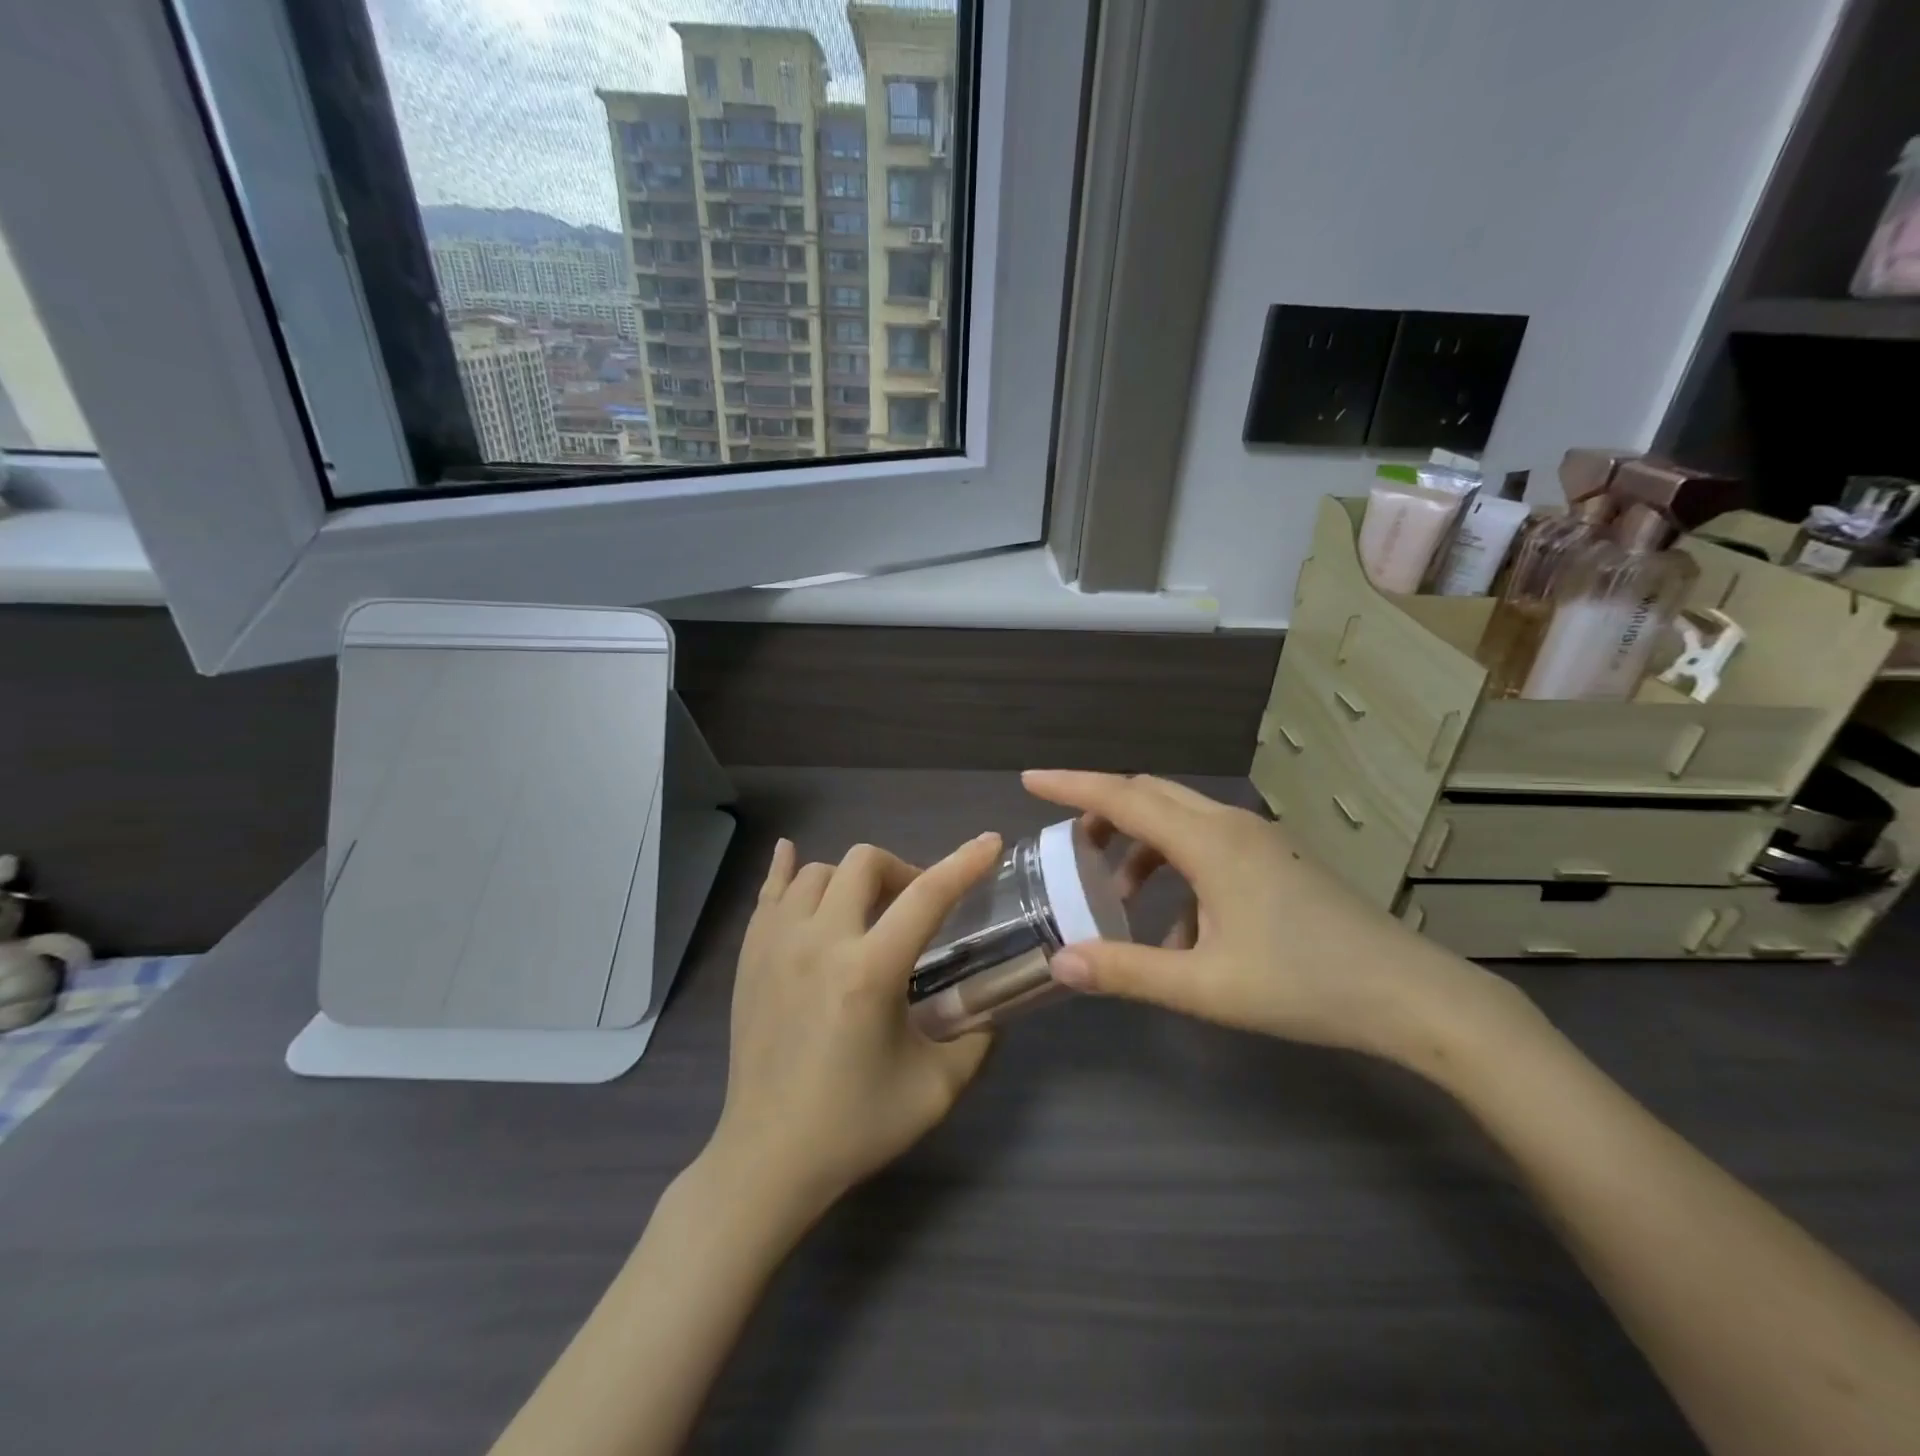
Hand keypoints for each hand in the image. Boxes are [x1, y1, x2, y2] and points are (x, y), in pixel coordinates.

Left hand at [705, 833, 1001, 1220]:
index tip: (989, 842)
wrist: (768, 1158)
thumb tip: (990, 1007)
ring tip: (865, 912)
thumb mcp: (936, 1089)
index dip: (963, 863)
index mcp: (869, 972)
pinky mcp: (749, 956)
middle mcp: (819, 942)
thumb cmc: (854, 1126)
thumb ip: (975, 1039)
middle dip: (901, 871)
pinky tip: (793, 859)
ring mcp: (775, 944)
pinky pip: (769, 891)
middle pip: (864, 862)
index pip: (927, 897)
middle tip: (914, 908)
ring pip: (817, 871)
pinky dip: (787, 871)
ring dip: (851, 880)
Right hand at [1024, 771, 1507, 1059]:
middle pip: (1150, 795)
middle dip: (1103, 811)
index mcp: (1209, 842)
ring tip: (1118, 896)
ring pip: (1180, 819)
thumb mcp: (1205, 986)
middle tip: (1069, 846)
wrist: (1412, 996)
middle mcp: (1231, 825)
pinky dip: (1176, 867)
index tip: (1030, 779)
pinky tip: (1180, 928)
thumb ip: (1128, 972)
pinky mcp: (1278, 860)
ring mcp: (1260, 840)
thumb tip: (1060, 961)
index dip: (1071, 784)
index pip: (1123, 797)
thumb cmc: (1305, 985)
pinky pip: (1208, 844)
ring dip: (1141, 844)